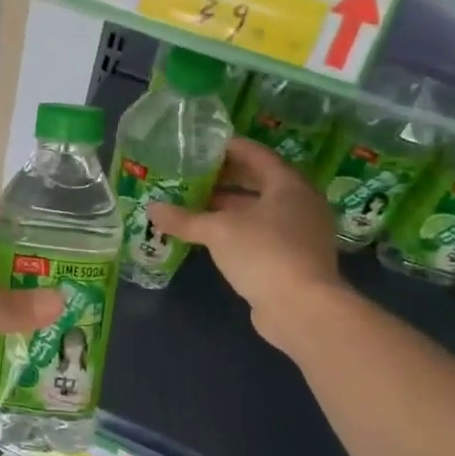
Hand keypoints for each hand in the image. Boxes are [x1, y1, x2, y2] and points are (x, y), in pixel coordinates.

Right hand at [149, 138, 343, 348]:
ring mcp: (299, 233)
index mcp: (288, 185)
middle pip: (259, 182)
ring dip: (228, 207)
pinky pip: (261, 233)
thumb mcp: (218, 231)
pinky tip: (210, 235)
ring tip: (194, 203)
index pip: (256, 155)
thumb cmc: (264, 253)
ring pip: (259, 210)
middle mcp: (299, 204)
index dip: (229, 148)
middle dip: (225, 178)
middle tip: (193, 174)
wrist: (302, 309)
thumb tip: (152, 208)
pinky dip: (237, 230)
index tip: (202, 145)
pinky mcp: (293, 259)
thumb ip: (185, 218)